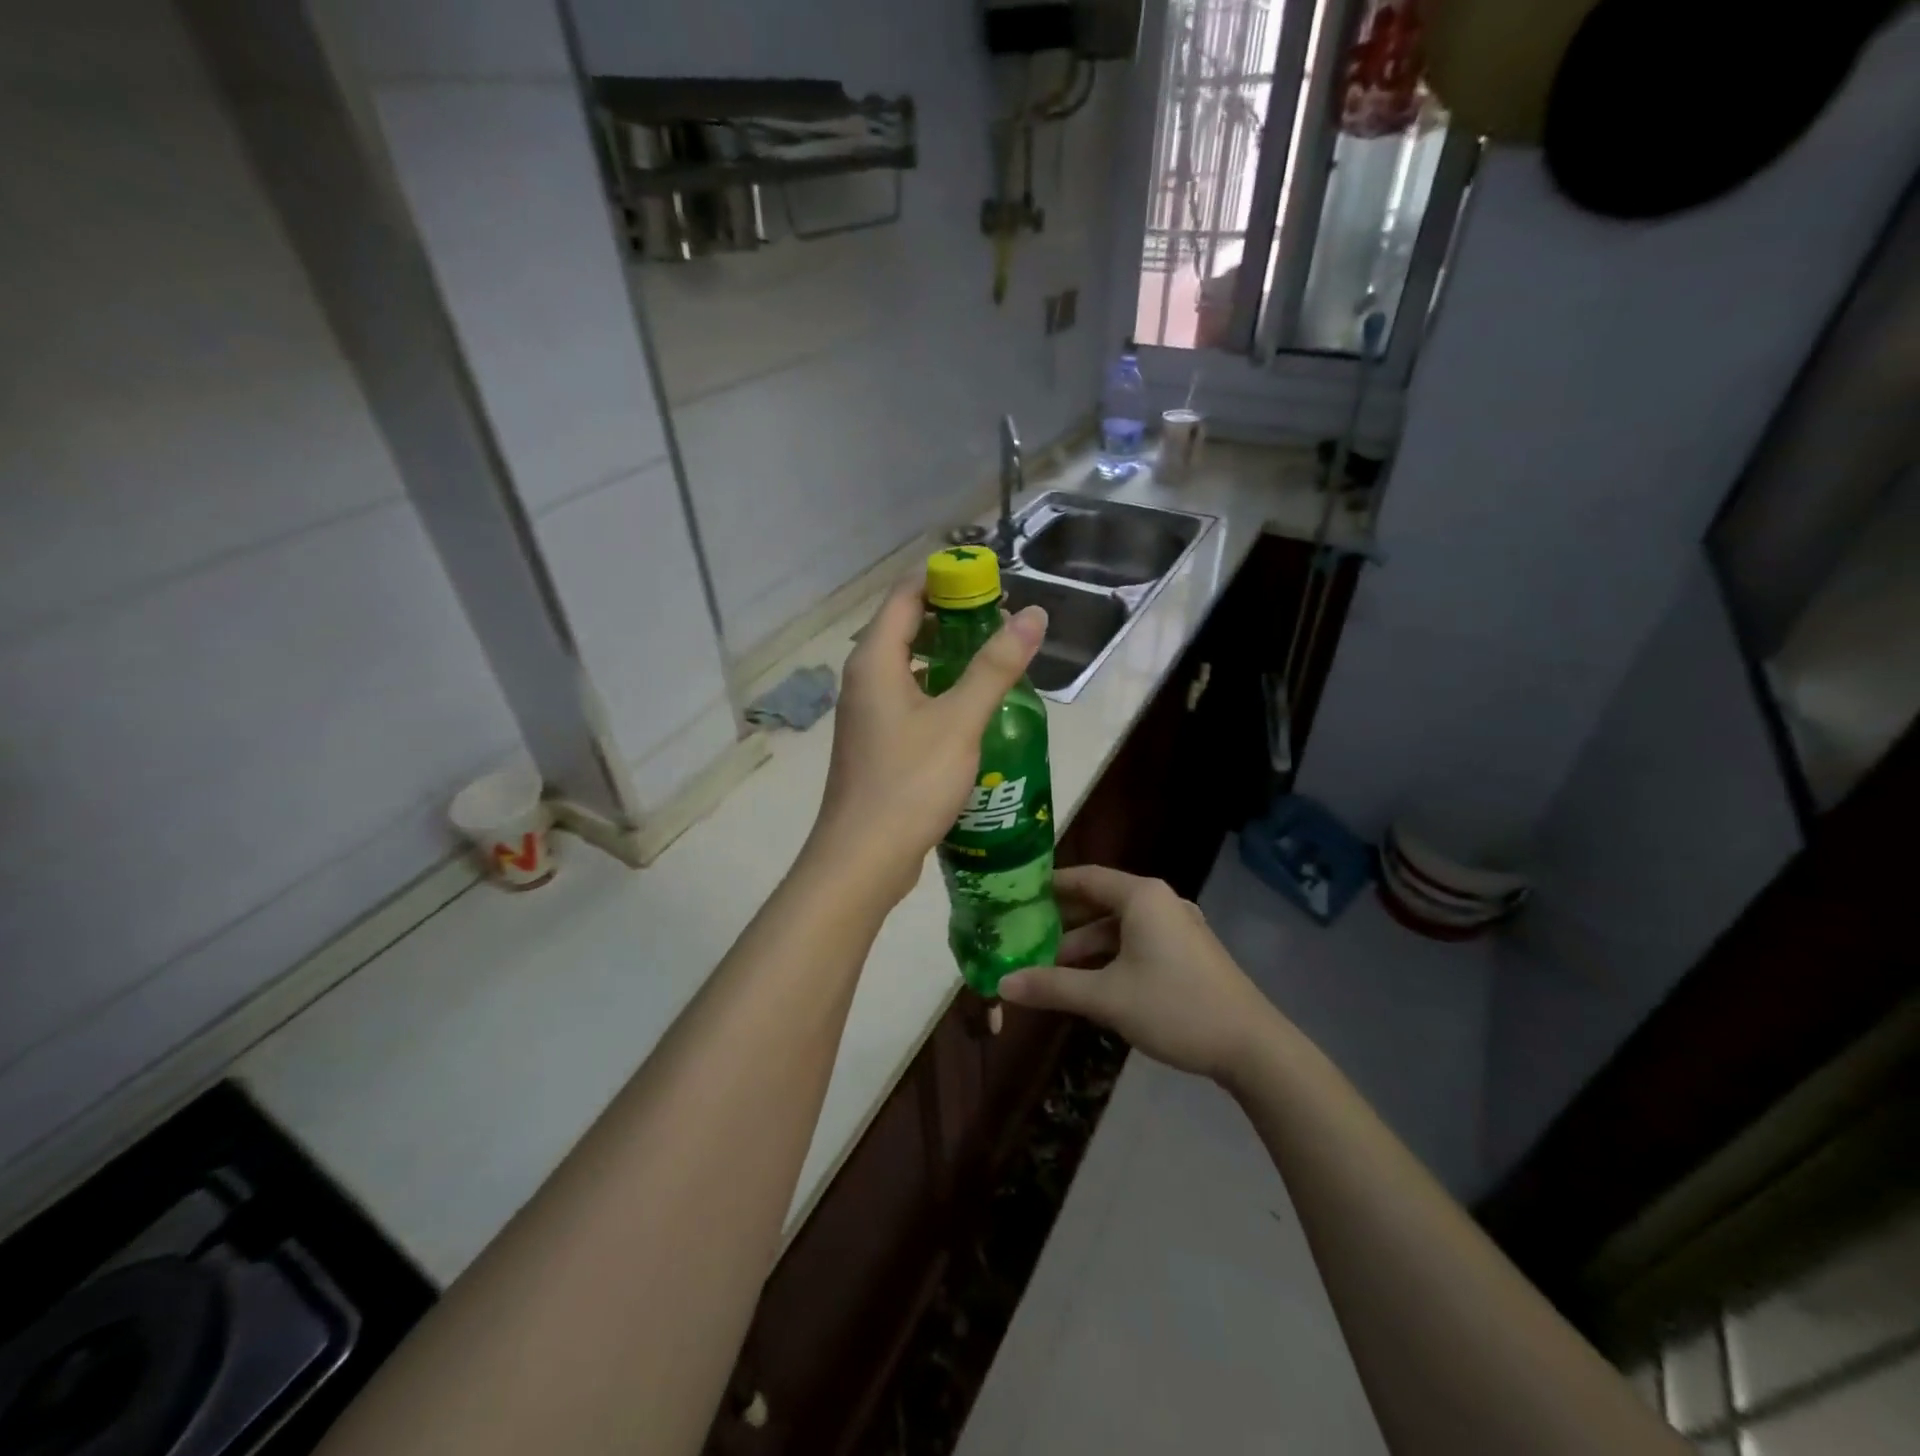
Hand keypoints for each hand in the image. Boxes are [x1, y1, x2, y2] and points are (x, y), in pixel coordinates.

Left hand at [807, 575, 1046, 906]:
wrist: (863, 857)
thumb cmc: (910, 782)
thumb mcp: (960, 720)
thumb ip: (995, 666)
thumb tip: (1033, 615)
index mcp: (875, 660)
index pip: (906, 594)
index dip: (946, 580)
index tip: (992, 583)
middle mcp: (863, 678)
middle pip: (905, 626)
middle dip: (952, 617)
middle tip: (1002, 623)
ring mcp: (866, 712)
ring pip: (908, 666)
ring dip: (947, 656)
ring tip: (994, 661)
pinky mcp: (875, 741)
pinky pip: (907, 697)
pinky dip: (937, 690)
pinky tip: (971, 709)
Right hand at [998, 866, 1278, 1082]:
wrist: (1251, 1046)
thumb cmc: (1174, 1007)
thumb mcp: (1106, 997)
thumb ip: (1052, 987)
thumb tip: (1003, 984)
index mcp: (1142, 897)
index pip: (1086, 877)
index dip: (1050, 886)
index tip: (1018, 896)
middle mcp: (1161, 902)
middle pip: (1101, 902)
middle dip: (1064, 923)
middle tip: (1026, 937)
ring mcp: (1178, 927)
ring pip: (1120, 927)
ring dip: (1087, 946)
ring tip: (1052, 970)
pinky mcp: (1189, 952)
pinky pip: (1138, 943)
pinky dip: (1111, 956)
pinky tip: (1091, 982)